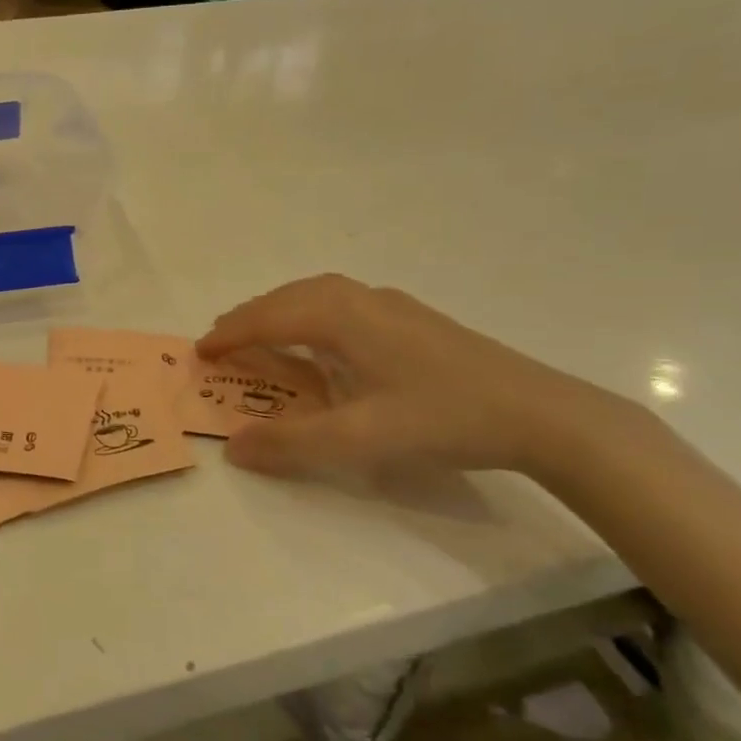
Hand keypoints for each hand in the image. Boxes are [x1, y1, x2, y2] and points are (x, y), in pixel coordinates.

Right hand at [197, 275, 629, 483]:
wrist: (541, 413)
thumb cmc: (442, 419)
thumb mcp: (360, 440)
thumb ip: (291, 443)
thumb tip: (233, 446)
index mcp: (342, 317)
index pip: (268, 317)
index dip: (230, 334)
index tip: (199, 352)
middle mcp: (361, 299)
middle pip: (289, 297)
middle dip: (249, 317)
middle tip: (221, 342)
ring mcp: (391, 305)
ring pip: (317, 295)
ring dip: (280, 311)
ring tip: (261, 335)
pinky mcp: (413, 319)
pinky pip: (341, 303)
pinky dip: (310, 314)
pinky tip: (323, 340)